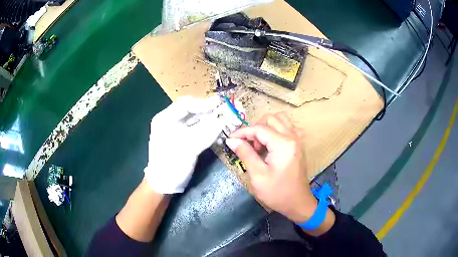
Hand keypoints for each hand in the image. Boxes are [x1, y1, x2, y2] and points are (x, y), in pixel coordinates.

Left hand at [144, 96, 224, 193]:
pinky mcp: (185, 141)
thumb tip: (224, 119)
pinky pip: (199, 132)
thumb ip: (207, 131)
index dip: (203, 103)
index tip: (220, 105)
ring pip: (197, 121)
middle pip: (193, 112)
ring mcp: (178, 132)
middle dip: (210, 112)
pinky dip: (210, 132)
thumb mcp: (188, 147)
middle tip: (227, 111)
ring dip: (212, 122)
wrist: (164, 185)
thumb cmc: (171, 164)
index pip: (186, 104)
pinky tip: (220, 134)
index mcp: (165, 118)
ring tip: (227, 122)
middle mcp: (171, 122)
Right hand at [225, 113, 316, 222]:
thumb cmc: (278, 193)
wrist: (298, 203)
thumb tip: (232, 140)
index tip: (230, 139)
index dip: (242, 132)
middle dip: (255, 129)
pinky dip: (276, 129)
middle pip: (270, 119)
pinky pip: (287, 126)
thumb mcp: (258, 175)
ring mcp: (298, 139)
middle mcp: (292, 137)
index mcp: (283, 144)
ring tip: (260, 144)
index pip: (259, 128)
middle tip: (250, 146)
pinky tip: (271, 143)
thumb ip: (245, 154)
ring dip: (266, 127)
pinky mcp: (299, 144)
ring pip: (280, 119)